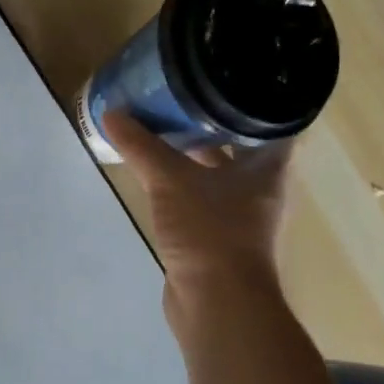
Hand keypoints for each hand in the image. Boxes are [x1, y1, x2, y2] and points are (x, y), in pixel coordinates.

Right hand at [103, 112, 292, 294]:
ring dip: (196, 155)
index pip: (271, 121)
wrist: (217, 304)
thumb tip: (112, 113)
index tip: (223, 79)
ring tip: (165, 129)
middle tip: (183, 98)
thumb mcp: (170, 181)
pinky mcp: (219, 238)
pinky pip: (202, 199)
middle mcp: (262, 188)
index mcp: (268, 168)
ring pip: (220, 174)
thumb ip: (142, 147)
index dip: (251, 99)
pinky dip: (184, 185)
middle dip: (213, 124)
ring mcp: (241, 216)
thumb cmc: (210, 231)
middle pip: (241, 146)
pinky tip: (158, 175)